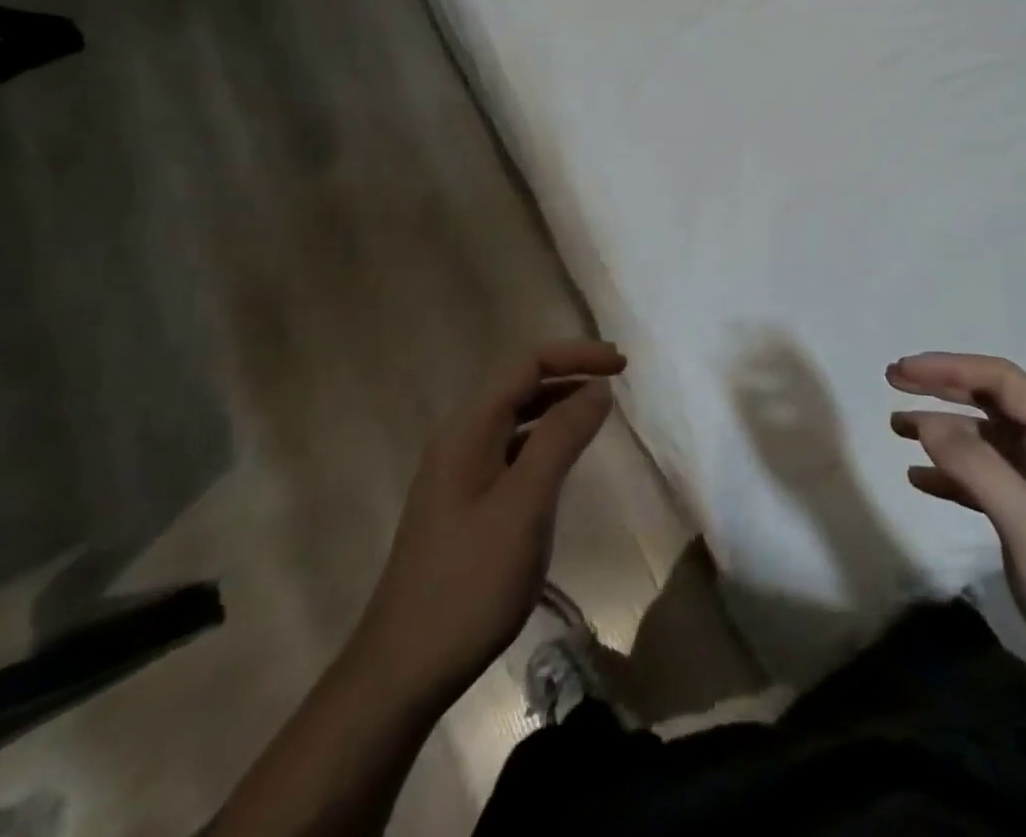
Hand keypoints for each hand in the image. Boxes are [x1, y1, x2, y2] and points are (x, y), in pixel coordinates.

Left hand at [350, 340, 625, 712]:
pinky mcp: (464, 500)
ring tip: (599, 409)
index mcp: (469, 429)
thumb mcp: (525, 505)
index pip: (527, 363)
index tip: (622, 366)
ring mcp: (459, 470)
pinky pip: (511, 447)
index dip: (577, 354)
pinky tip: (565, 456)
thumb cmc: (470, 583)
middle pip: (520, 382)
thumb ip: (562, 438)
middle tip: (618, 379)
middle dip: (570, 371)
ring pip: (516, 415)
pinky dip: (545, 437)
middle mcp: (460, 438)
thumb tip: (597, 388)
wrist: (403, 670)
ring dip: (558, 402)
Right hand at [888, 352, 1025, 730]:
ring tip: (896, 428)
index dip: (950, 368)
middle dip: (943, 388)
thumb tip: (926, 421)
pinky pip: (985, 482)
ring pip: (985, 442)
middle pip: (992, 403)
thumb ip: (979, 469)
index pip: (1002, 382)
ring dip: (942, 430)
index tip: (903, 371)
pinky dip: (951, 475)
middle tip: (893, 381)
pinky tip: (920, 480)